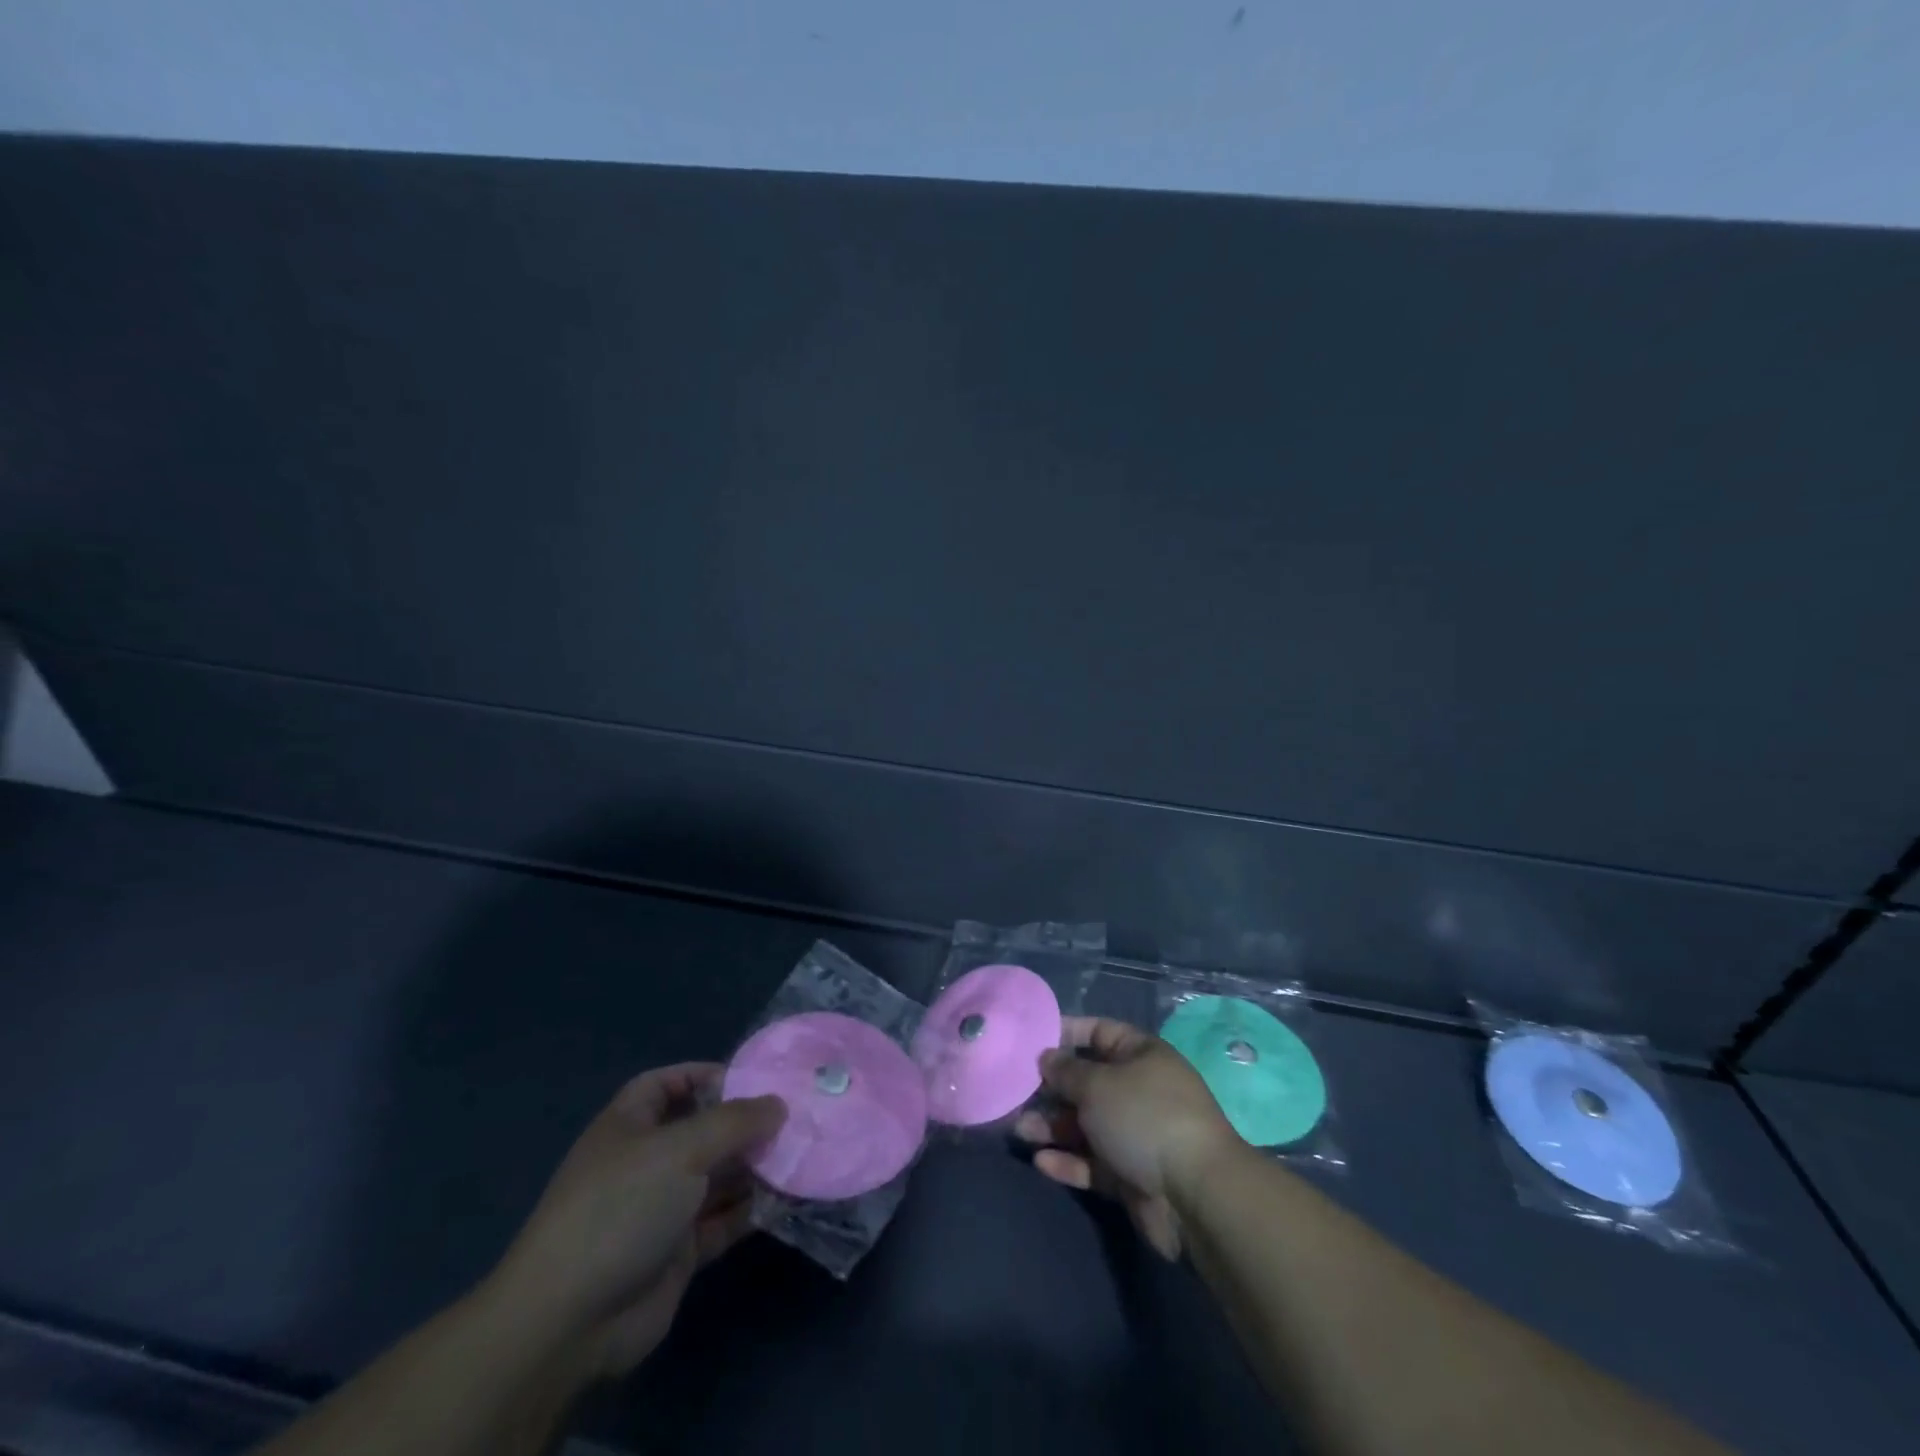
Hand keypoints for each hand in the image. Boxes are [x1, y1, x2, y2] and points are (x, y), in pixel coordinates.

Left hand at [485, 1064, 784, 1380]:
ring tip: (800, 1153)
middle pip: (701, 1129)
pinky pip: (721, 1220)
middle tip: (793, 1116)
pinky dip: (750, 1209)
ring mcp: (660, 1209)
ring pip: (716, 1176)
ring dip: (753, 1167)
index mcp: (630, 1125)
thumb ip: (735, 1121)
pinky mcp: (677, 1252)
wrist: (570, 1321)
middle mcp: (645, 1162)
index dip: (705, 1075)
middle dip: (743, 1123)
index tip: (753, 1077)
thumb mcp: (681, 1149)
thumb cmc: (621, 1208)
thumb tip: (779, 1104)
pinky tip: (786, 1198)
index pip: (668, 1084)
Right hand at [1015, 1017, 1241, 1260]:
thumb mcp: (1097, 1084)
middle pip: (1088, 1082)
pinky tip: (1040, 1161)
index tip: (1030, 1041)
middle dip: (1052, 1087)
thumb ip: (1066, 1071)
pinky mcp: (1131, 1174)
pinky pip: (1092, 1162)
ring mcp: (1136, 1133)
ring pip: (1086, 1124)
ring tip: (1019, 1129)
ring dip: (1053, 1126)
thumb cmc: (1144, 1117)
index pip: (1098, 1032)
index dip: (1066, 1033)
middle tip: (1015, 1091)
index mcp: (1140, 1055)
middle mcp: (1139, 1089)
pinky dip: (1068, 1161)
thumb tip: (1045, 1057)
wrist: (1195, 1195)